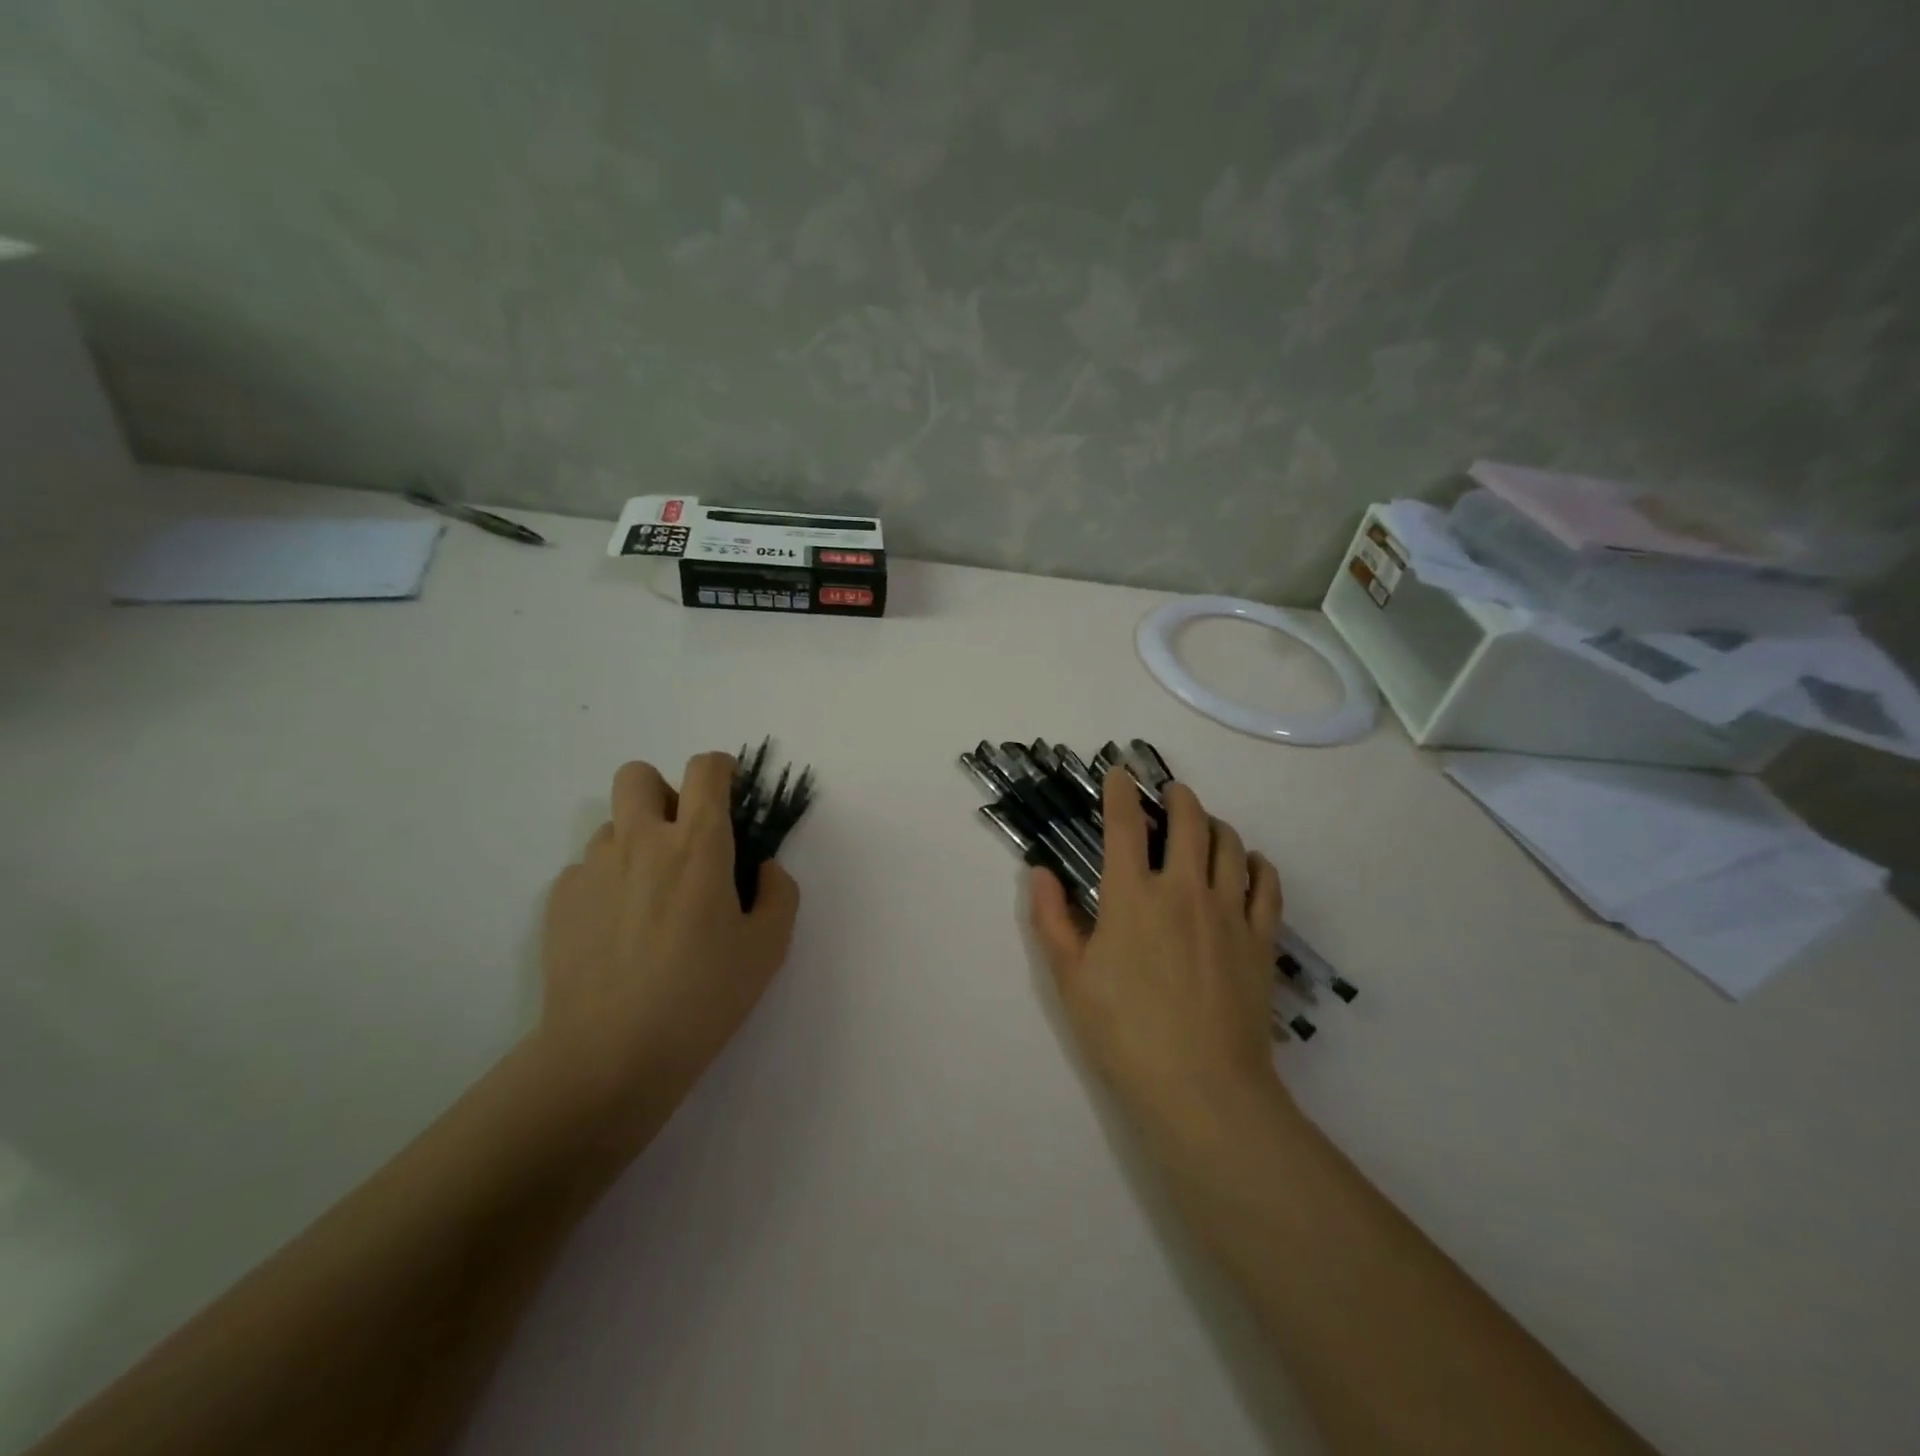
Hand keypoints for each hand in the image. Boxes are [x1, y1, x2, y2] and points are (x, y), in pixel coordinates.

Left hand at [534, 753, 800, 1139]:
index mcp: (697, 844)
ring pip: (613, 825)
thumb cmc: (702, 996)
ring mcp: (592, 868)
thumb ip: (779, 893)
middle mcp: (640, 841)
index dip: (722, 769)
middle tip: (682, 839)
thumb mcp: (768, 948)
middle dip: (664, 791)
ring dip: (636, 843)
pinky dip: (608, 884)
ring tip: (650, 900)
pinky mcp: (559, 900)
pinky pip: (587, 869)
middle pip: (638, 774)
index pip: (706, 770)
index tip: (730, 792)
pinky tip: (618, 933)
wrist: (609, 1054)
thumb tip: (762, 869)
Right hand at [1030, 768, 1288, 1145]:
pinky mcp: (1262, 938)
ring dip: (1214, 823)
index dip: (1120, 791)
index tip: (1119, 772)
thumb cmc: (1124, 1034)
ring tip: (1204, 824)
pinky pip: (1266, 883)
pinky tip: (1248, 864)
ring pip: (1230, 843)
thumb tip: (1040, 873)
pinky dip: (1256, 863)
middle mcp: (1184, 889)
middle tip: (1168, 792)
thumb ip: (1051, 920)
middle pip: (1188, 820)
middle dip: (1177, 796)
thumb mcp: (1070, 979)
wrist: (1202, 1088)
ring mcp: (1230, 911)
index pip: (1125, 824)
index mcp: (1133, 896)